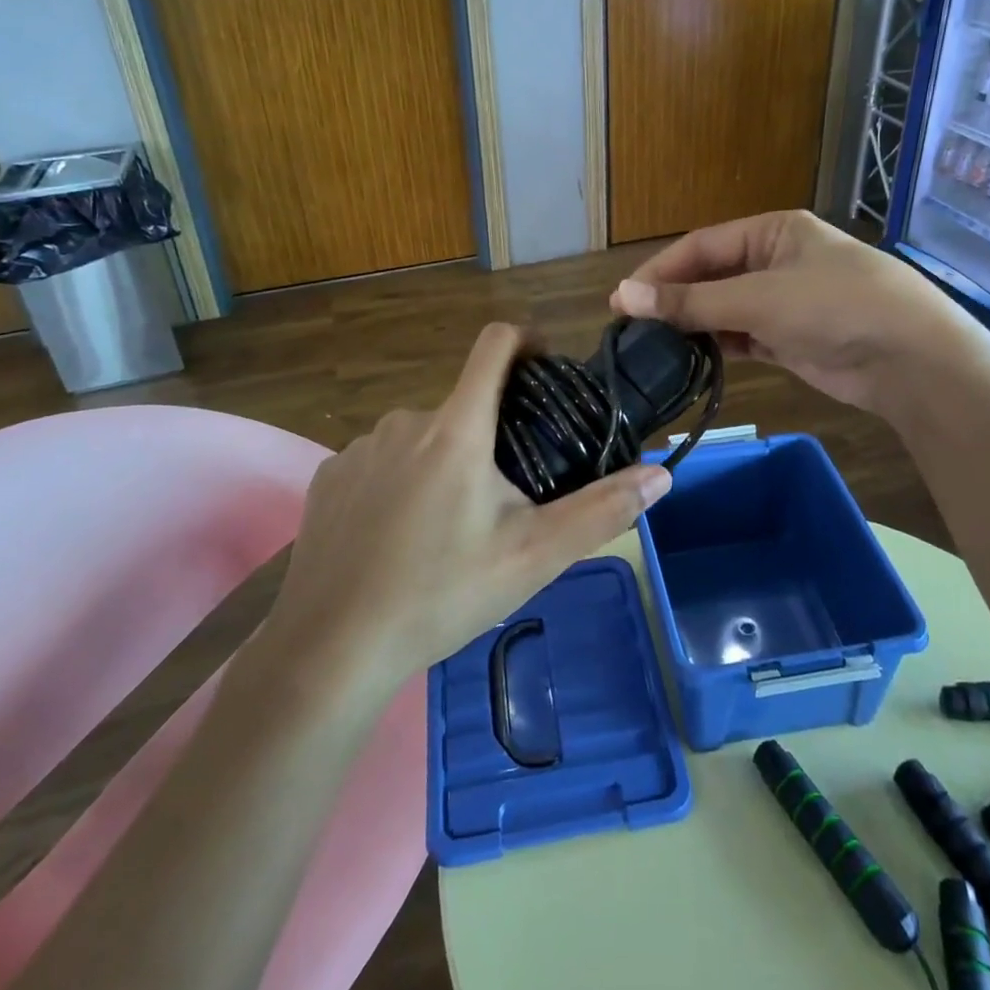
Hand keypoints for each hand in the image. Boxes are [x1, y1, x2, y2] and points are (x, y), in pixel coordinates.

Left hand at [264, 323, 671, 688]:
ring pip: (421, 436)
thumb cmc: (440, 595)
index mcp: (457, 429)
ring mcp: (360, 448)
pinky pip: (380, 461)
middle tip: (504, 497)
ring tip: (450, 526)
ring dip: (443, 460)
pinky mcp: (329, 478)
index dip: (524, 339)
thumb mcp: (533, 557)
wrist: (329, 650)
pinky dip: (400, 481)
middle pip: (462, 405)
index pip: (494, 345)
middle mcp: (405, 422)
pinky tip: (399, 537)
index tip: (544, 363)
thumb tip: (660, 474)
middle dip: (489, 434)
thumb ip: (601, 510)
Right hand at [610, 211, 949, 418]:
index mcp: (772, 231)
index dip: (660, 271)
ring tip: (651, 347)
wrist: (910, 360)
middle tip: (631, 327)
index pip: (701, 246)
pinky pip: (742, 336)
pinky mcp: (790, 338)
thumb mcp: (758, 299)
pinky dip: (717, 346)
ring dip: (692, 325)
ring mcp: (784, 301)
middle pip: (710, 276)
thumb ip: (690, 302)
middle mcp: (775, 260)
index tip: (622, 300)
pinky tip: (689, 359)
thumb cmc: (835, 307)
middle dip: (673, 300)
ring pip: (723, 309)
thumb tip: (622, 296)